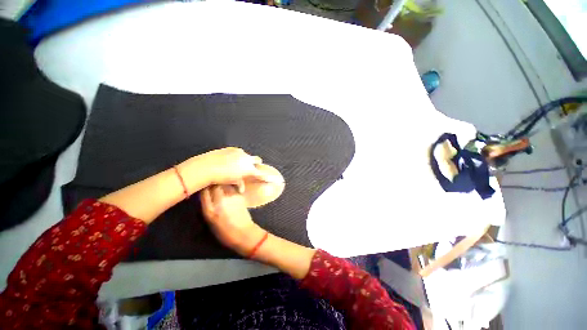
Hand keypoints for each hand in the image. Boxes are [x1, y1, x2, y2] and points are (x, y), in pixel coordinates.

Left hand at [191, 147, 281, 191]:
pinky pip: (238, 152)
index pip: (262, 174)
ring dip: (245, 160)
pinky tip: (229, 160)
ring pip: (247, 156)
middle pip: (257, 160)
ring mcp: (240, 153)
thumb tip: (241, 188)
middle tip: (251, 168)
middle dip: (256, 164)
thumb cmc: (221, 177)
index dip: (270, 178)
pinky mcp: (233, 149)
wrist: (207, 166)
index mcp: (248, 169)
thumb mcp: (232, 182)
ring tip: (235, 165)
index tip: (277, 180)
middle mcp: (247, 159)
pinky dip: (237, 156)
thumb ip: (239, 184)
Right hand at [200, 185, 266, 255]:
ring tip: (220, 183)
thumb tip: (205, 195)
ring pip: (223, 183)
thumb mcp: (210, 222)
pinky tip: (228, 188)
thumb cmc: (225, 233)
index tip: (203, 185)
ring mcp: (231, 197)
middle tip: (212, 182)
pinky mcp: (240, 195)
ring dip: (221, 182)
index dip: (203, 186)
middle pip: (213, 185)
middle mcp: (219, 201)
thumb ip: (207, 207)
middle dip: (212, 182)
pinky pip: (232, 186)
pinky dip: (229, 185)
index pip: (203, 192)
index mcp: (209, 210)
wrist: (244, 233)